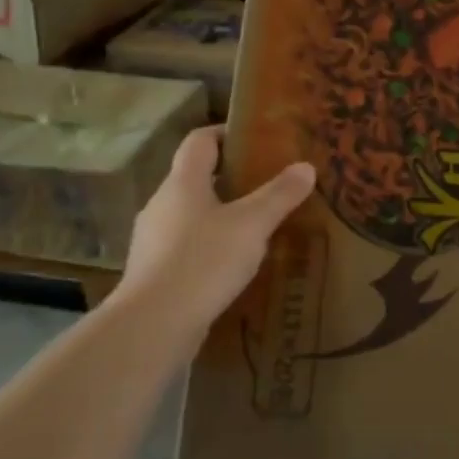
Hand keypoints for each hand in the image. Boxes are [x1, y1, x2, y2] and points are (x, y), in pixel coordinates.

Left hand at [115, 127, 315, 343]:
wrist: (153, 325)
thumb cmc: (203, 262)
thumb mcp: (252, 225)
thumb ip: (279, 195)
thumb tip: (305, 166)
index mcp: (182, 183)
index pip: (199, 141)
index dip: (225, 133)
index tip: (255, 139)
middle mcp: (162, 204)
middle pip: (196, 178)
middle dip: (230, 178)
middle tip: (268, 185)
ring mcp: (153, 240)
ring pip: (191, 215)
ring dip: (220, 215)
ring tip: (257, 227)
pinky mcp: (154, 272)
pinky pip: (186, 247)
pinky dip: (210, 247)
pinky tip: (234, 265)